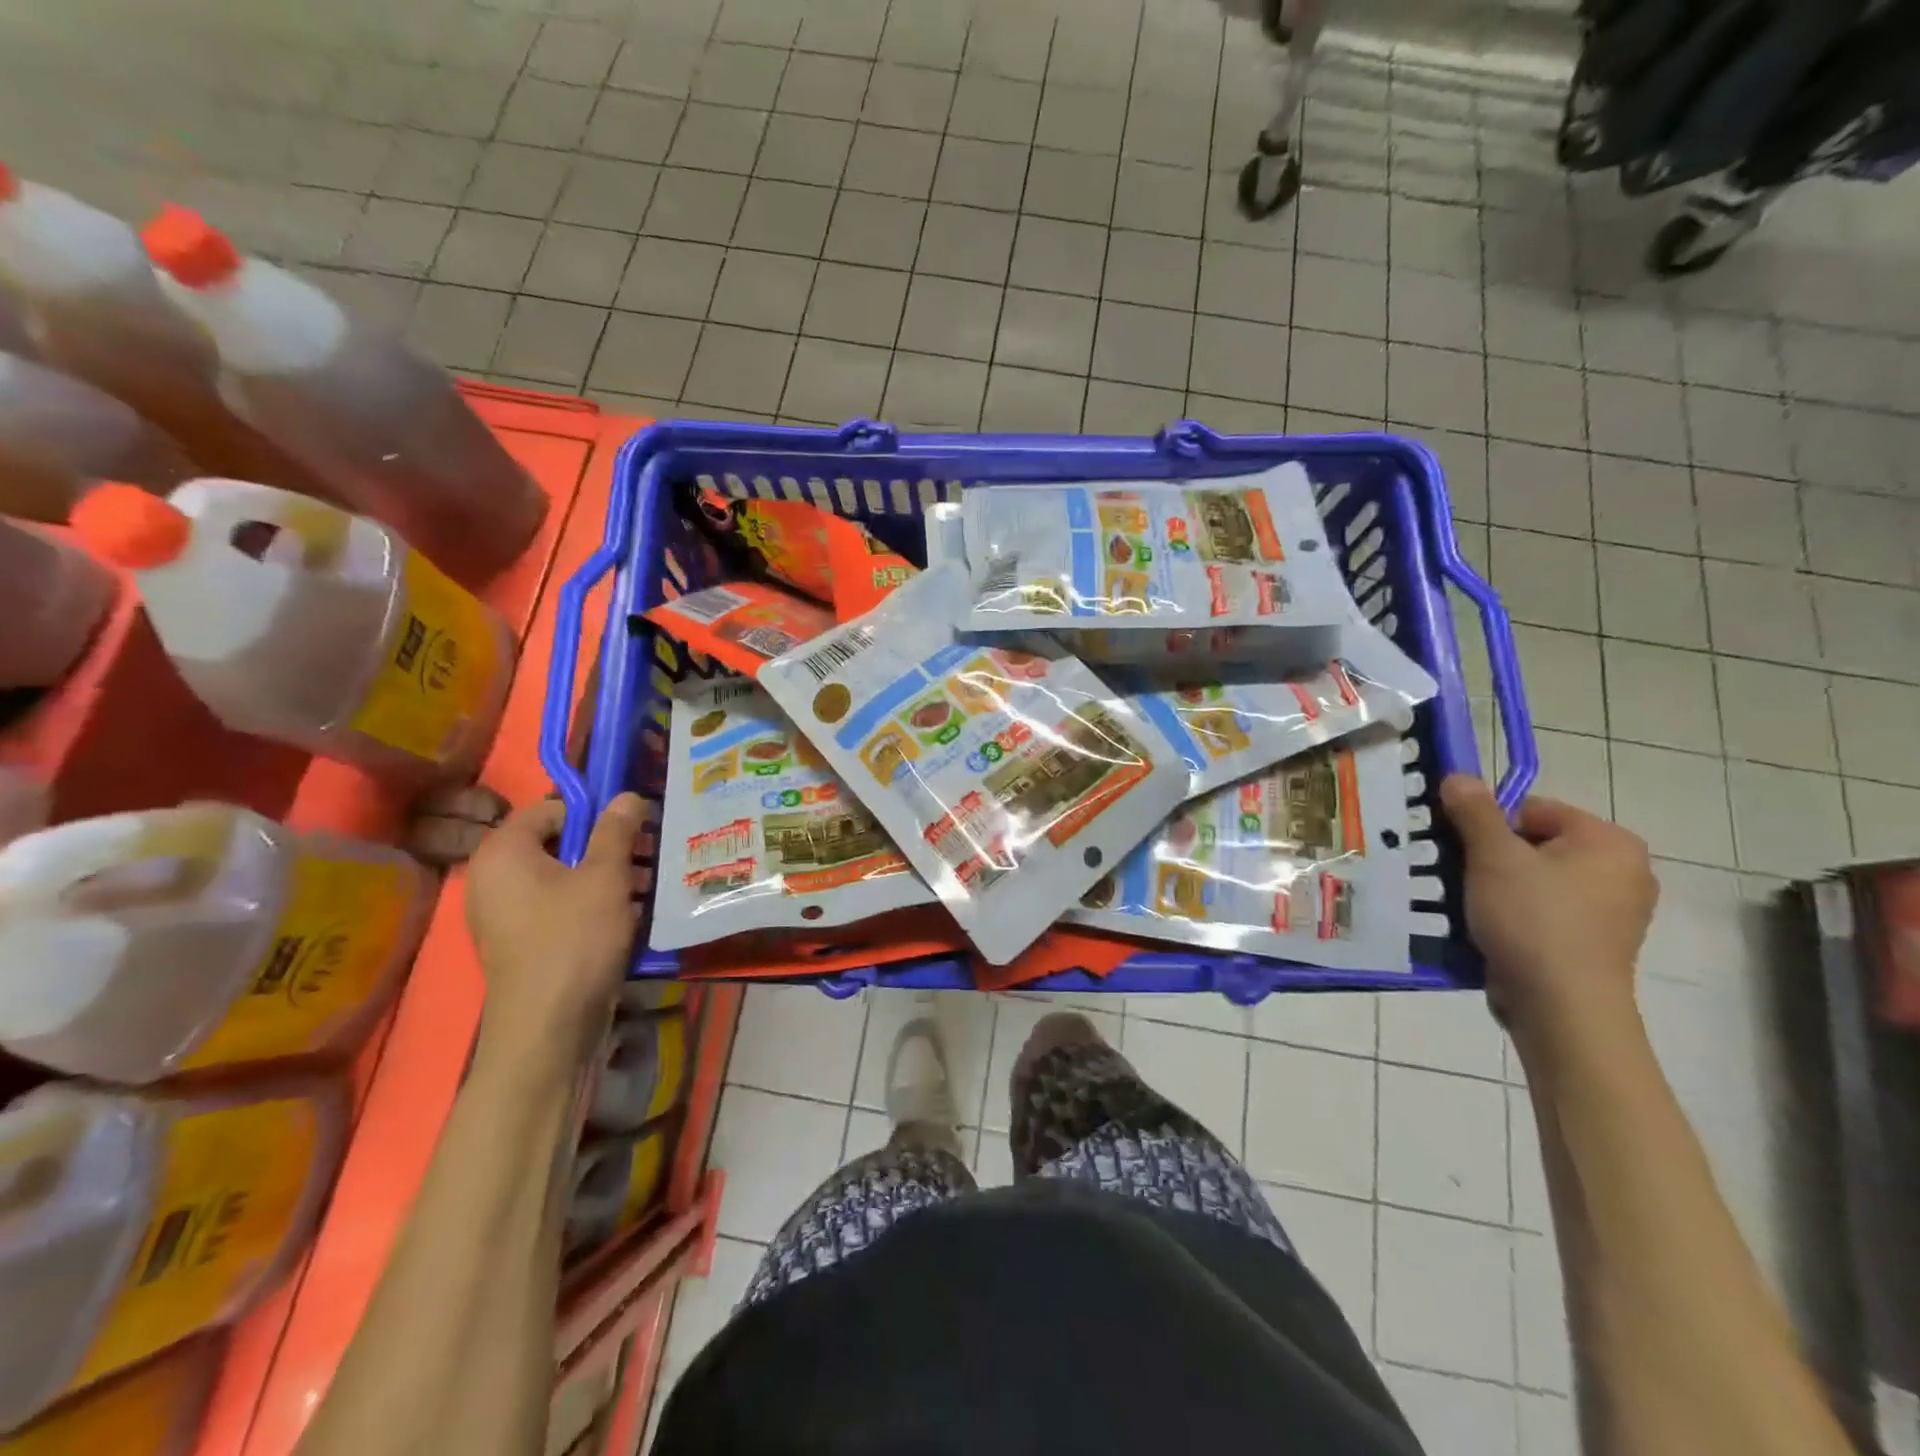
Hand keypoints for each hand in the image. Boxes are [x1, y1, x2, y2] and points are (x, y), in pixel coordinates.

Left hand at [465, 793, 644, 1059]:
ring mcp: (503, 913)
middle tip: (647, 856)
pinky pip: (557, 906)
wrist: (548, 1027)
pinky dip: (590, 903)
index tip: (633, 827)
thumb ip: (616, 830)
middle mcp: (492, 877)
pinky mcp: (520, 942)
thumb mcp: (606, 876)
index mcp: (503, 852)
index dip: (594, 812)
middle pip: (556, 842)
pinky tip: (627, 915)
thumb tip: (628, 795)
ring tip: (647, 886)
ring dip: (605, 875)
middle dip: (606, 846)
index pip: (550, 809)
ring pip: (561, 876)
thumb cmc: (574, 939)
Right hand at [1440, 774, 1656, 1042]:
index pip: (1533, 810)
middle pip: (1534, 844)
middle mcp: (1623, 871)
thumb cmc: (1533, 920)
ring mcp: (1613, 912)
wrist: (1561, 1007)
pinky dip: (1514, 915)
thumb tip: (1458, 776)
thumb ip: (1474, 812)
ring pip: (1534, 880)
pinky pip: (1543, 912)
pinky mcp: (1594, 944)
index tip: (1464, 851)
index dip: (1490, 826)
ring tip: (1470, 906)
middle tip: (1461, 878)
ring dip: (1497, 887)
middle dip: (1491, 858)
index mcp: (1609, 842)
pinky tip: (1491, 930)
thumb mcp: (1493, 857)